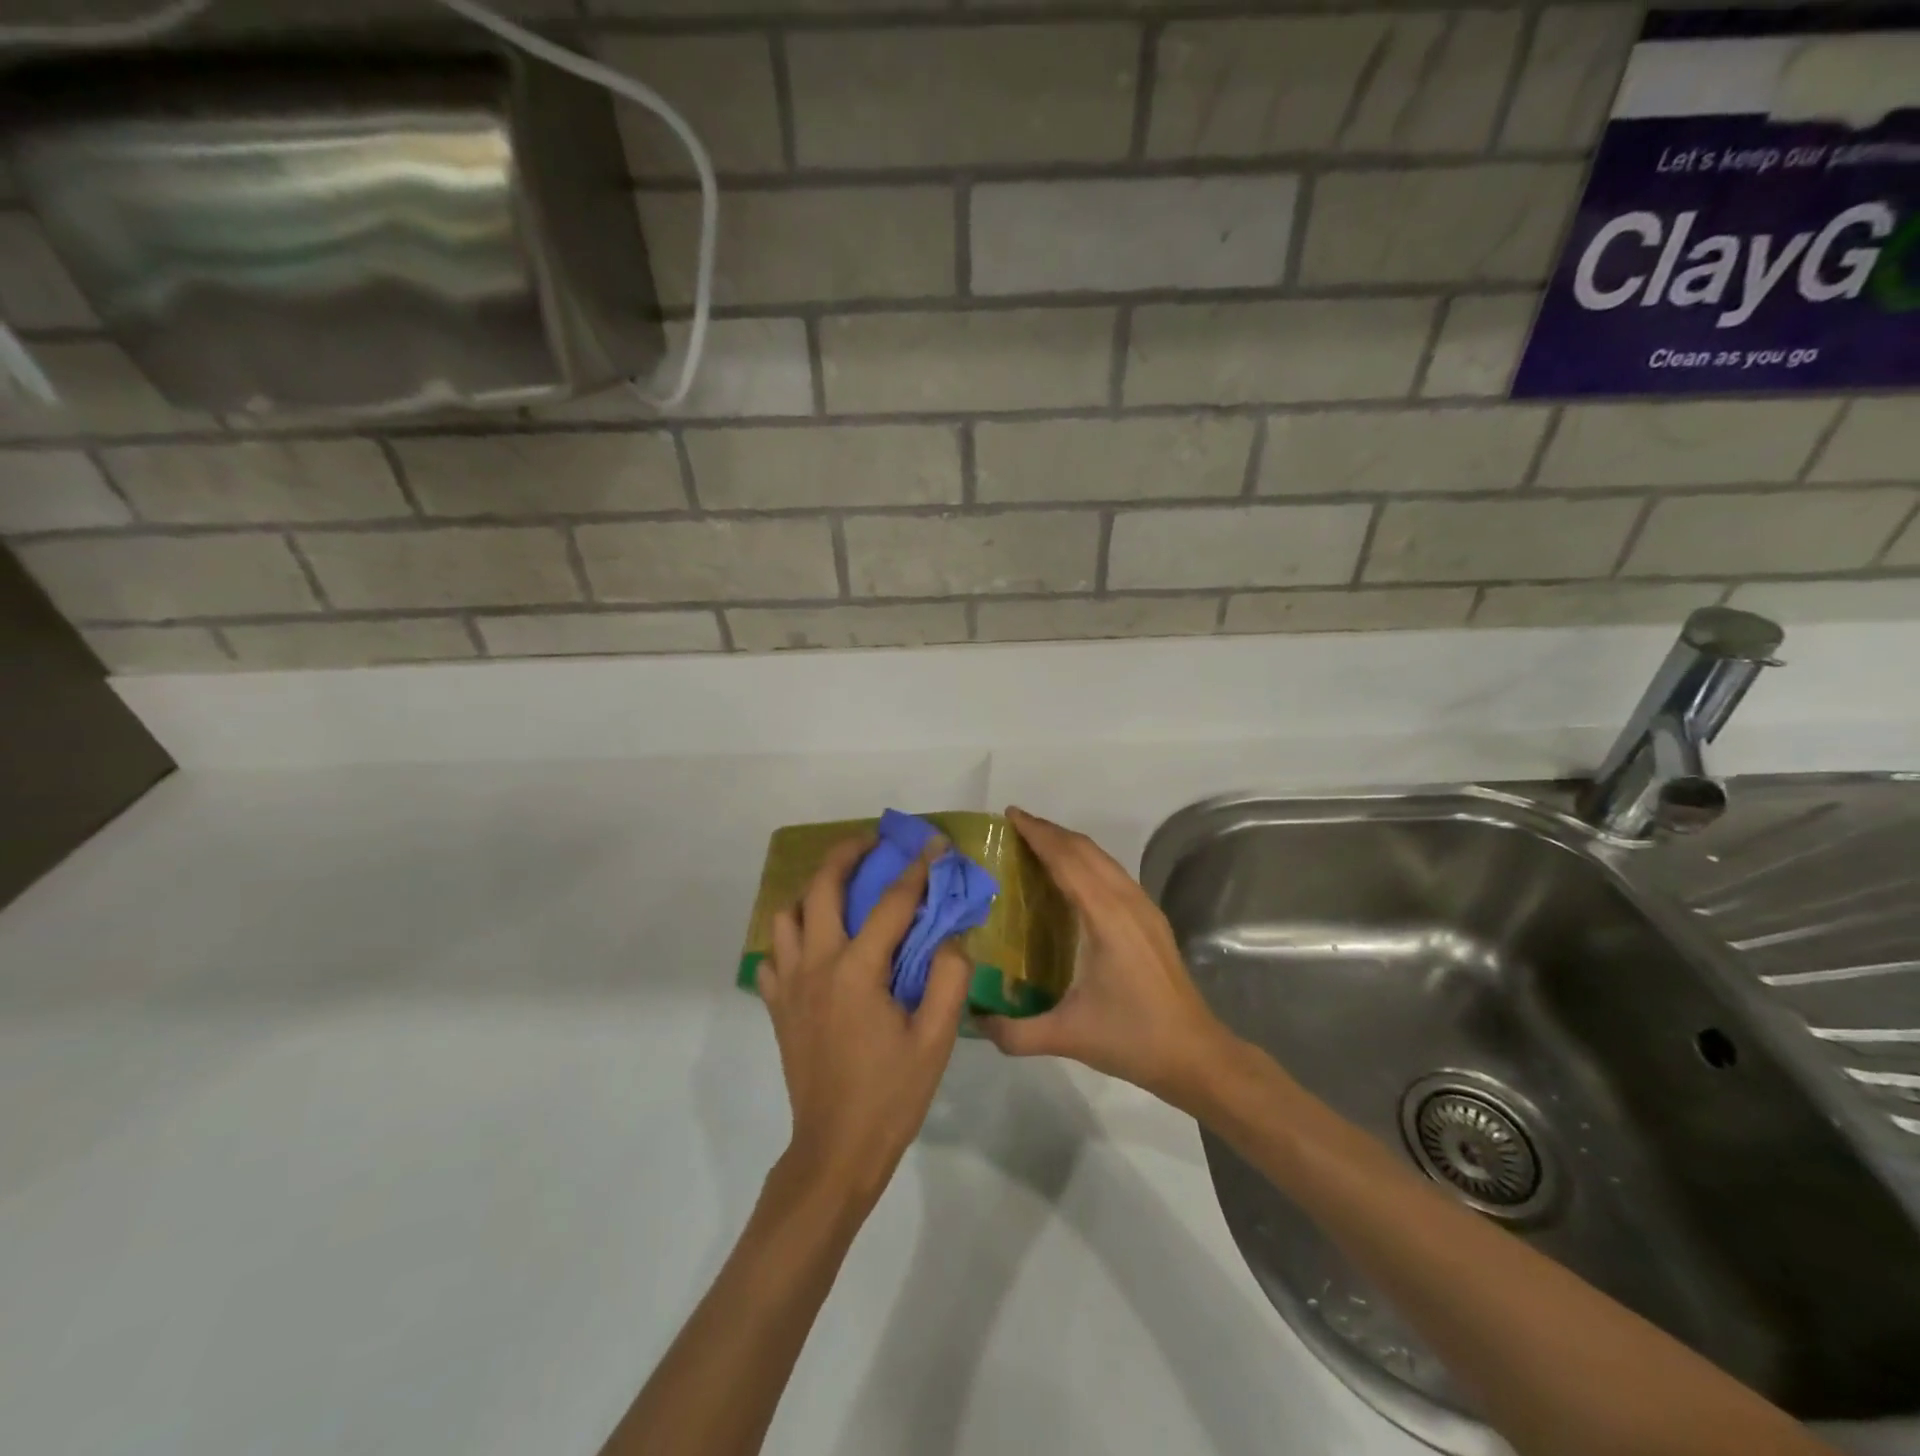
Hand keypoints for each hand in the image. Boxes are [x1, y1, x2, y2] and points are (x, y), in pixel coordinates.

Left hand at [759, 835, 972, 1212]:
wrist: (834, 1151)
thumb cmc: (890, 1096)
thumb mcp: (935, 1040)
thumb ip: (949, 979)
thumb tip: (951, 937)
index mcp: (857, 971)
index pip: (891, 903)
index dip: (916, 869)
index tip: (932, 844)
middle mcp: (816, 965)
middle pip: (822, 887)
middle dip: (847, 854)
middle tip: (873, 844)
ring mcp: (789, 984)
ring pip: (786, 914)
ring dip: (813, 892)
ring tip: (842, 892)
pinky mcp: (776, 1005)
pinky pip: (773, 954)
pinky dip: (791, 936)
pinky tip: (815, 944)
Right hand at [978, 807, 1232, 1108]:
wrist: (1195, 1054)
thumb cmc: (1133, 1039)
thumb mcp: (1067, 1037)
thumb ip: (1015, 1032)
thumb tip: (974, 1020)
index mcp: (1106, 917)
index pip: (1067, 860)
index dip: (1038, 834)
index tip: (1010, 815)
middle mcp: (1127, 901)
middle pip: (1086, 849)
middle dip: (1050, 831)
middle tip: (1014, 825)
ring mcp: (1144, 907)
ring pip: (1103, 858)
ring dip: (1070, 844)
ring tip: (1037, 843)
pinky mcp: (1151, 919)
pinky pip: (1113, 873)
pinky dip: (1087, 861)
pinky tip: (1071, 877)